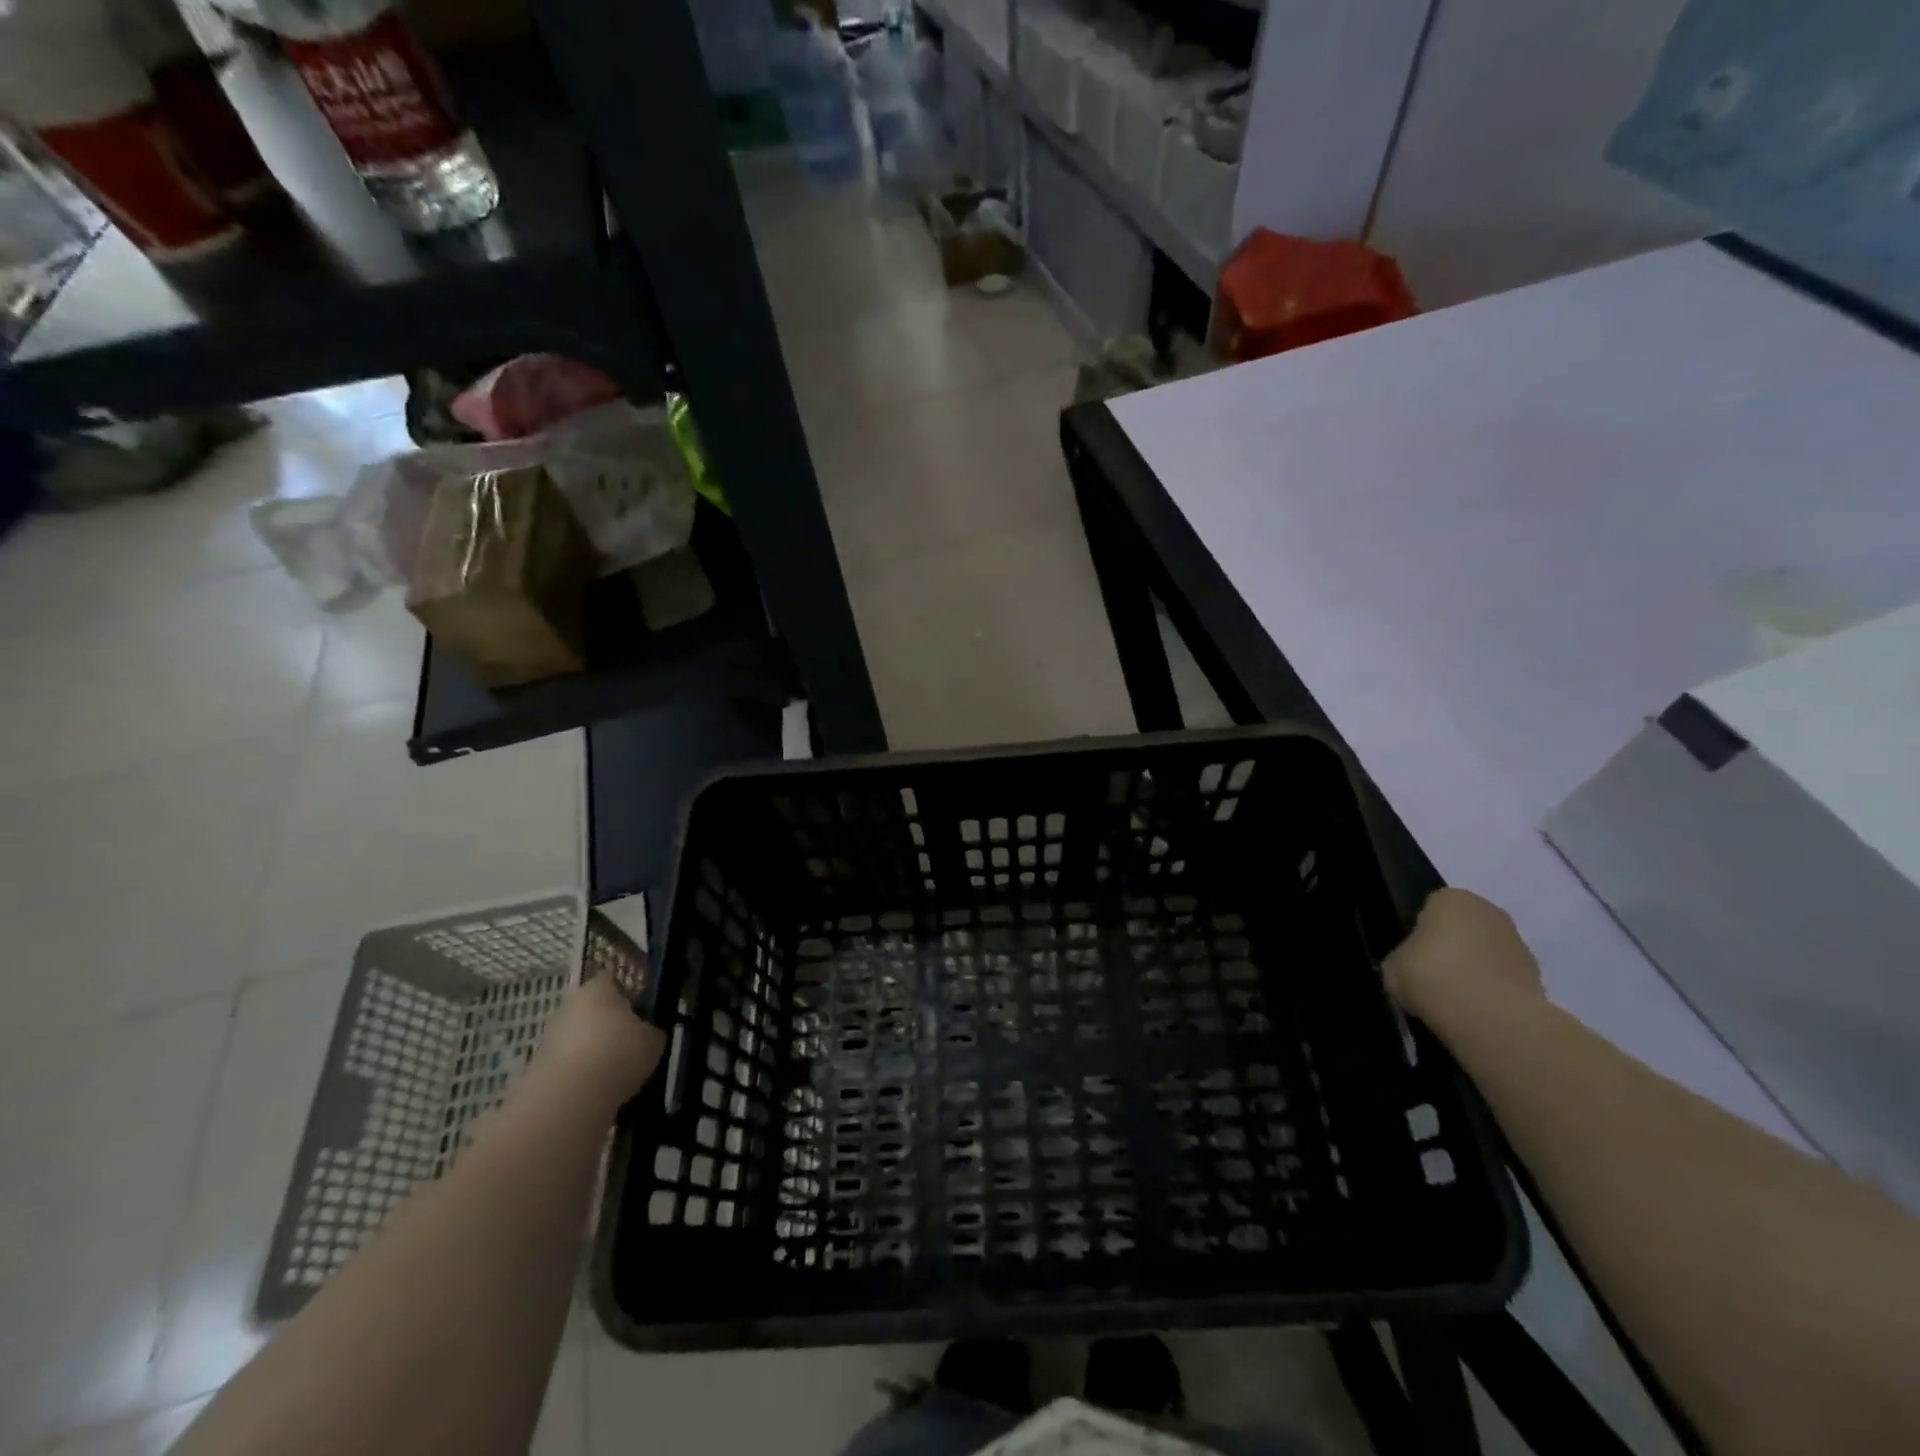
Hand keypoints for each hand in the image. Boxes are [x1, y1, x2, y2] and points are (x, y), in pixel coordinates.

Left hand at [529, 976, 667, 1113]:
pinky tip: (598, 1088)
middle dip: (609, 1024)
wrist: (568, 1099)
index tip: (642, 1010)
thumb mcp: (653, 1040)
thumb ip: (650, 1030)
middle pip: (592, 1009)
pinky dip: (581, 1073)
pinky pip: (568, 1064)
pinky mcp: (538, 1067)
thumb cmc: (618, 1053)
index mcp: (597, 988)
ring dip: (594, 1049)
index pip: (612, 980)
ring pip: (579, 1037)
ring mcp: (550, 1036)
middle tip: (631, 1042)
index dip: (628, 993)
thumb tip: (647, 1033)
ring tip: (616, 1071)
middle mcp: (569, 1005)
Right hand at [1384, 888, 1543, 1019]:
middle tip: (1430, 977)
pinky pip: (1503, 979)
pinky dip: (1492, 992)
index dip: (1417, 932)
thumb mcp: (1392, 966)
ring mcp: (1518, 943)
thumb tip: (1409, 968)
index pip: (1429, 908)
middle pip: (1462, 928)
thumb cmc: (1431, 975)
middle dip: (1449, 948)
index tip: (1410, 957)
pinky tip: (1475, 1012)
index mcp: (1451, 898)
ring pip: (1485, 953)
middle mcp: (1489, 911)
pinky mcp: (1538, 977)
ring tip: (1453, 1000)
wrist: (1491, 1018)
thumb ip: (1401, 959)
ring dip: (1473, 970)